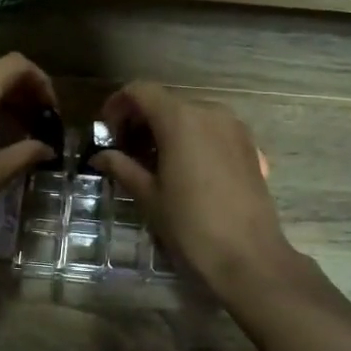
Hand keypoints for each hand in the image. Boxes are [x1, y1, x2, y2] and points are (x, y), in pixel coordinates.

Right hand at [91, 81, 293, 290]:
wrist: (249, 258)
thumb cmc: (191, 226)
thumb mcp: (149, 197)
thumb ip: (122, 167)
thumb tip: (100, 156)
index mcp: (180, 119)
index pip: (141, 91)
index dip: (118, 105)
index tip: (107, 131)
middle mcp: (210, 113)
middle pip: (166, 102)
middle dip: (141, 120)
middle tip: (125, 151)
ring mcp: (235, 128)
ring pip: (191, 116)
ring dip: (167, 130)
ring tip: (154, 163)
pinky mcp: (250, 146)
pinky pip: (213, 131)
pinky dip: (193, 140)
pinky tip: (186, 171)